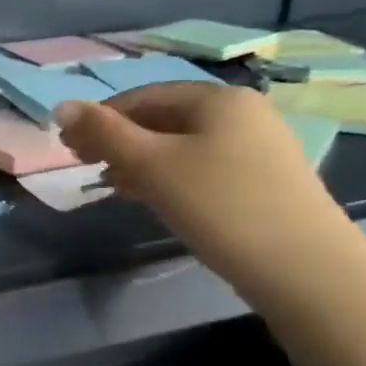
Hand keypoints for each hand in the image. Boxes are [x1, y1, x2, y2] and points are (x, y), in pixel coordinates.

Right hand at [55, 83, 359, 298]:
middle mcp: (242, 113)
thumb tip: (61, 107)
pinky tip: (152, 198)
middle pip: (163, 119)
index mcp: (217, 98)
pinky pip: (202, 168)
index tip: (68, 147)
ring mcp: (257, 148)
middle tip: (86, 167)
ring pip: (182, 146)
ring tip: (112, 186)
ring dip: (140, 162)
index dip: (100, 118)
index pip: (143, 96)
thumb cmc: (220, 204)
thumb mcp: (153, 165)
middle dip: (120, 141)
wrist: (304, 268)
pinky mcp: (262, 182)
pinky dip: (169, 177)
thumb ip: (104, 134)